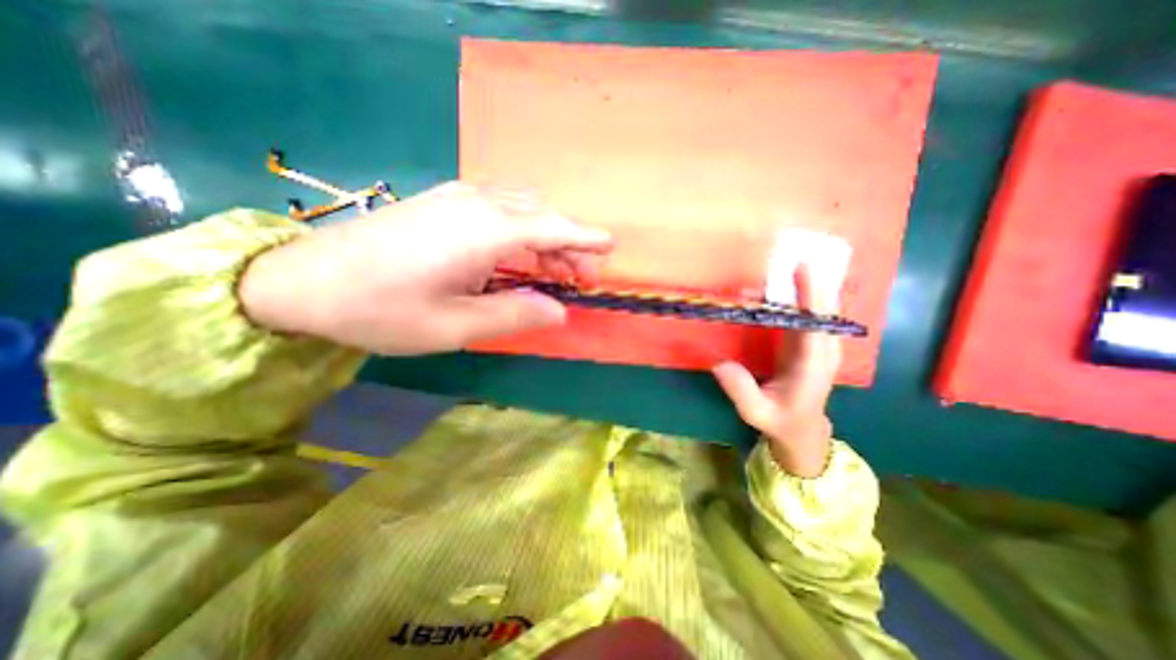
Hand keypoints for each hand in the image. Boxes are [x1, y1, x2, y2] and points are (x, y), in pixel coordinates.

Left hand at [236, 181, 609, 354]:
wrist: (302, 280)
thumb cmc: (381, 310)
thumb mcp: (454, 327)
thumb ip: (513, 314)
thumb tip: (558, 310)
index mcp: (484, 232)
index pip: (552, 227)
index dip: (585, 237)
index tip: (610, 245)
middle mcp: (477, 204)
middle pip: (541, 216)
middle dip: (568, 244)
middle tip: (579, 279)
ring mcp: (458, 197)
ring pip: (522, 209)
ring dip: (546, 237)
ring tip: (554, 270)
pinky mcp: (443, 201)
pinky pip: (500, 207)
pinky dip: (522, 229)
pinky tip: (518, 253)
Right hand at [713, 264, 841, 476]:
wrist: (802, 427)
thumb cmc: (779, 420)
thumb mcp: (755, 412)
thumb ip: (740, 390)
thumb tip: (718, 363)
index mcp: (813, 366)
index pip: (816, 327)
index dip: (812, 297)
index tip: (803, 269)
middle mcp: (822, 349)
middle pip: (823, 309)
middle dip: (815, 279)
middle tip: (799, 250)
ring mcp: (818, 343)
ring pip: (819, 307)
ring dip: (809, 281)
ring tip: (794, 255)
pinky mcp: (809, 340)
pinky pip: (808, 312)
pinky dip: (801, 293)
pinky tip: (788, 277)